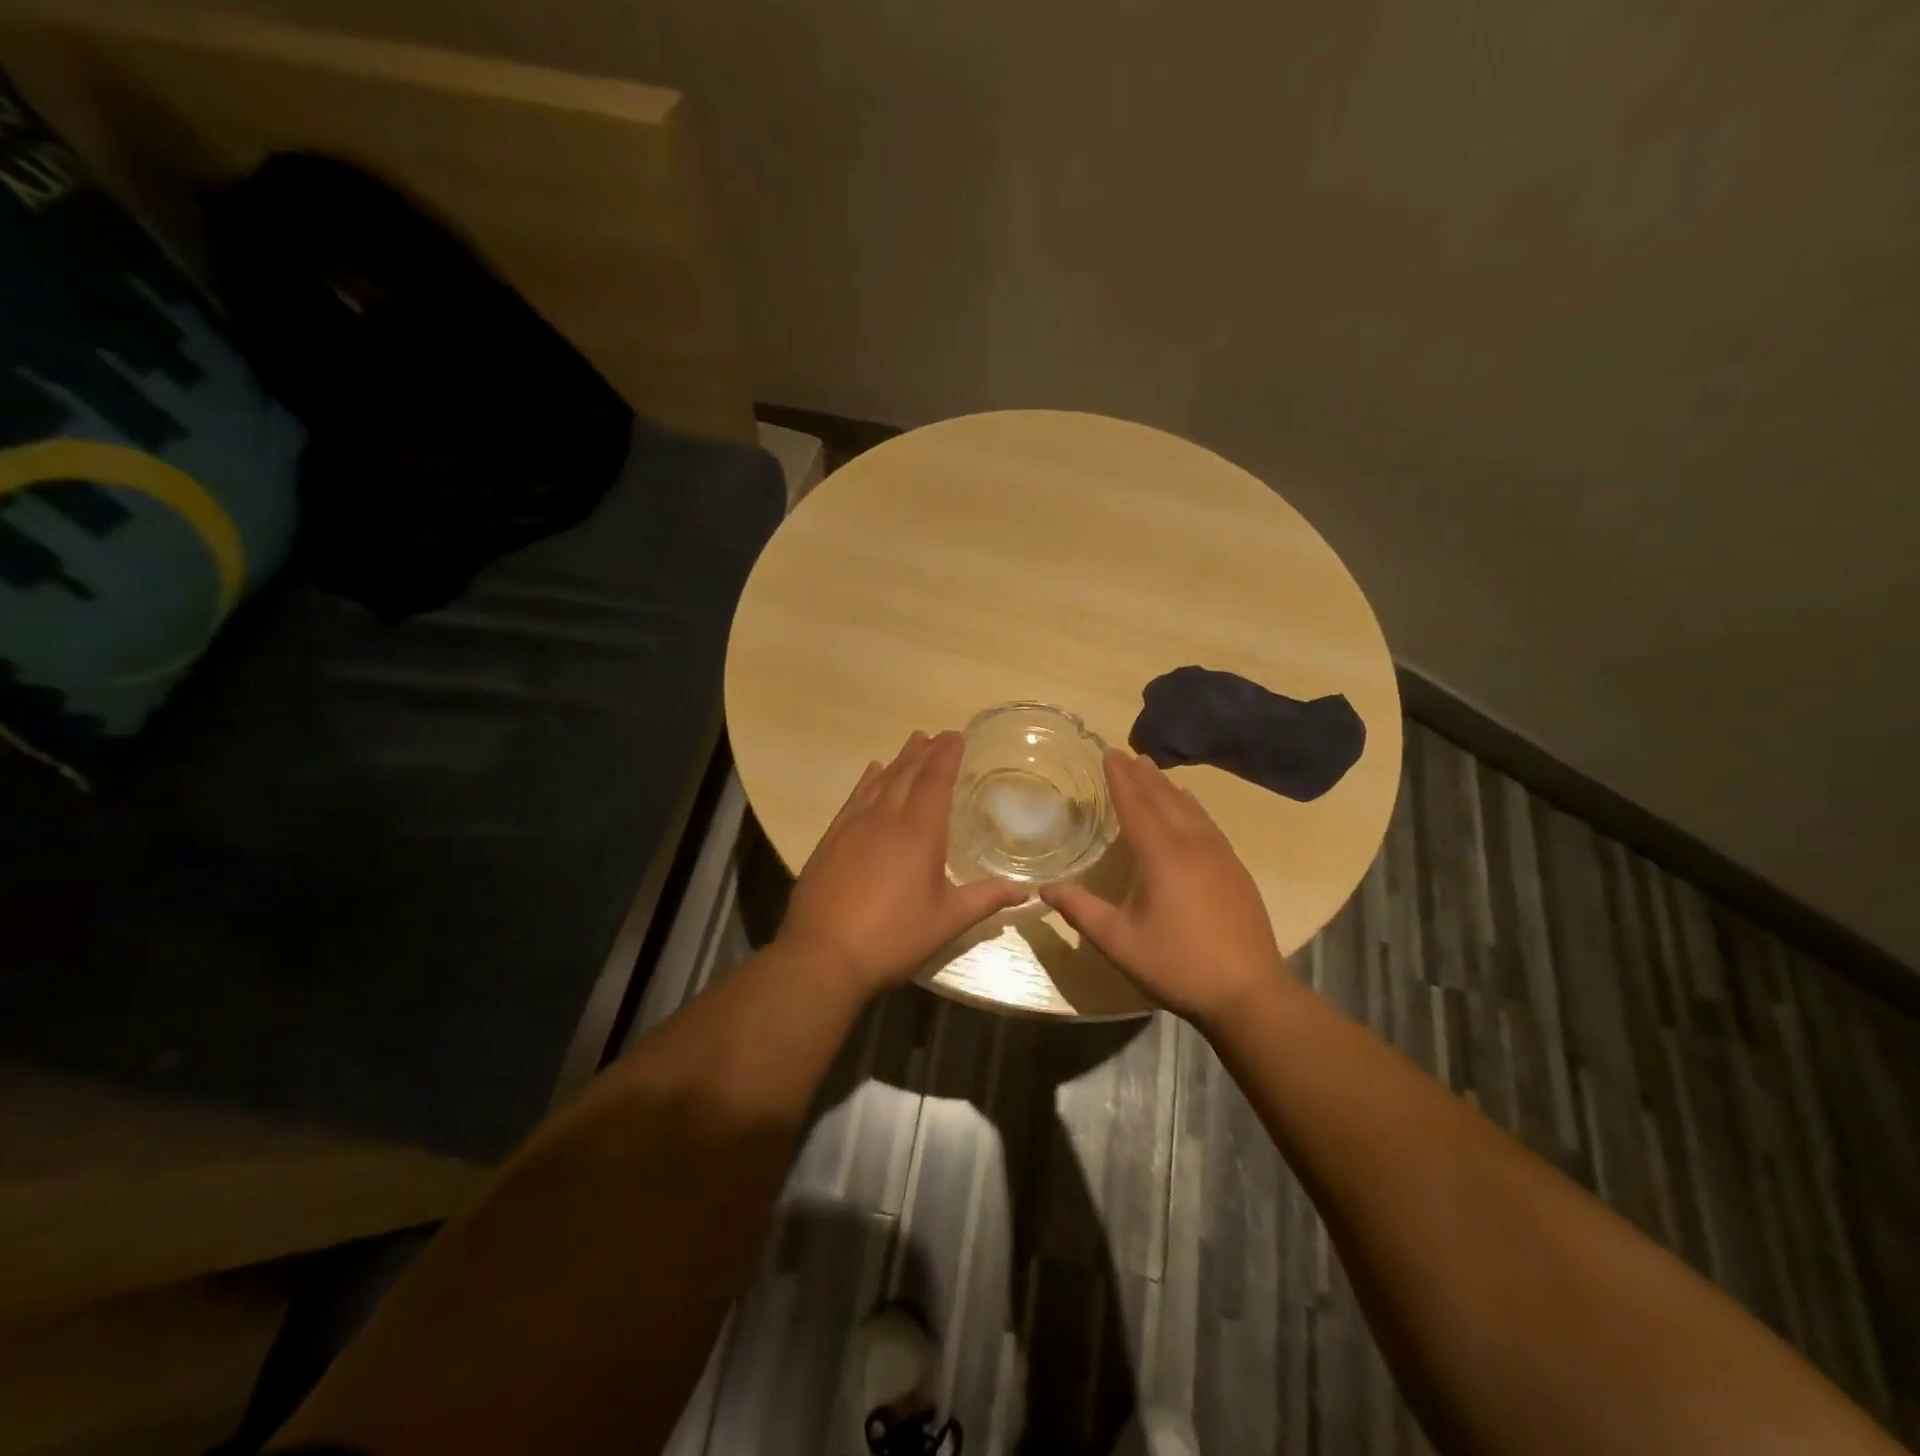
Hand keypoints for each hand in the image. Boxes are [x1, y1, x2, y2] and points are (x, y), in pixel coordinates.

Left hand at [779, 730, 1028, 996]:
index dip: (946, 755)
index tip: (956, 735)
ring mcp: (853, 826)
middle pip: (907, 773)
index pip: (935, 780)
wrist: (822, 955)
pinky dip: (867, 781)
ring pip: (879, 781)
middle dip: (924, 752)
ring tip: (911, 745)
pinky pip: (854, 798)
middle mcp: (885, 818)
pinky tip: (871, 773)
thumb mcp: (947, 920)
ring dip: (898, 761)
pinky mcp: (831, 839)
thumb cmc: (893, 937)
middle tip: (936, 735)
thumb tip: (1024, 890)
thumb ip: (986, 899)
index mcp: (918, 831)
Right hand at [1043, 749, 1291, 1026]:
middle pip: (1164, 798)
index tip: (1108, 752)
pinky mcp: (1235, 869)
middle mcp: (1193, 844)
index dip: (1120, 778)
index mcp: (1161, 855)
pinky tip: (1190, 808)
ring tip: (1152, 771)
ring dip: (1167, 787)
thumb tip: (1045, 888)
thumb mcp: (1119, 942)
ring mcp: (1220, 855)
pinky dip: (1191, 806)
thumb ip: (1081, 911)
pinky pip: (1207, 823)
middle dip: (1142, 775)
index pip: (1135, 804)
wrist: (1249, 993)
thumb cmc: (1177, 964)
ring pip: (1190, 808)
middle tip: (1126, 753)